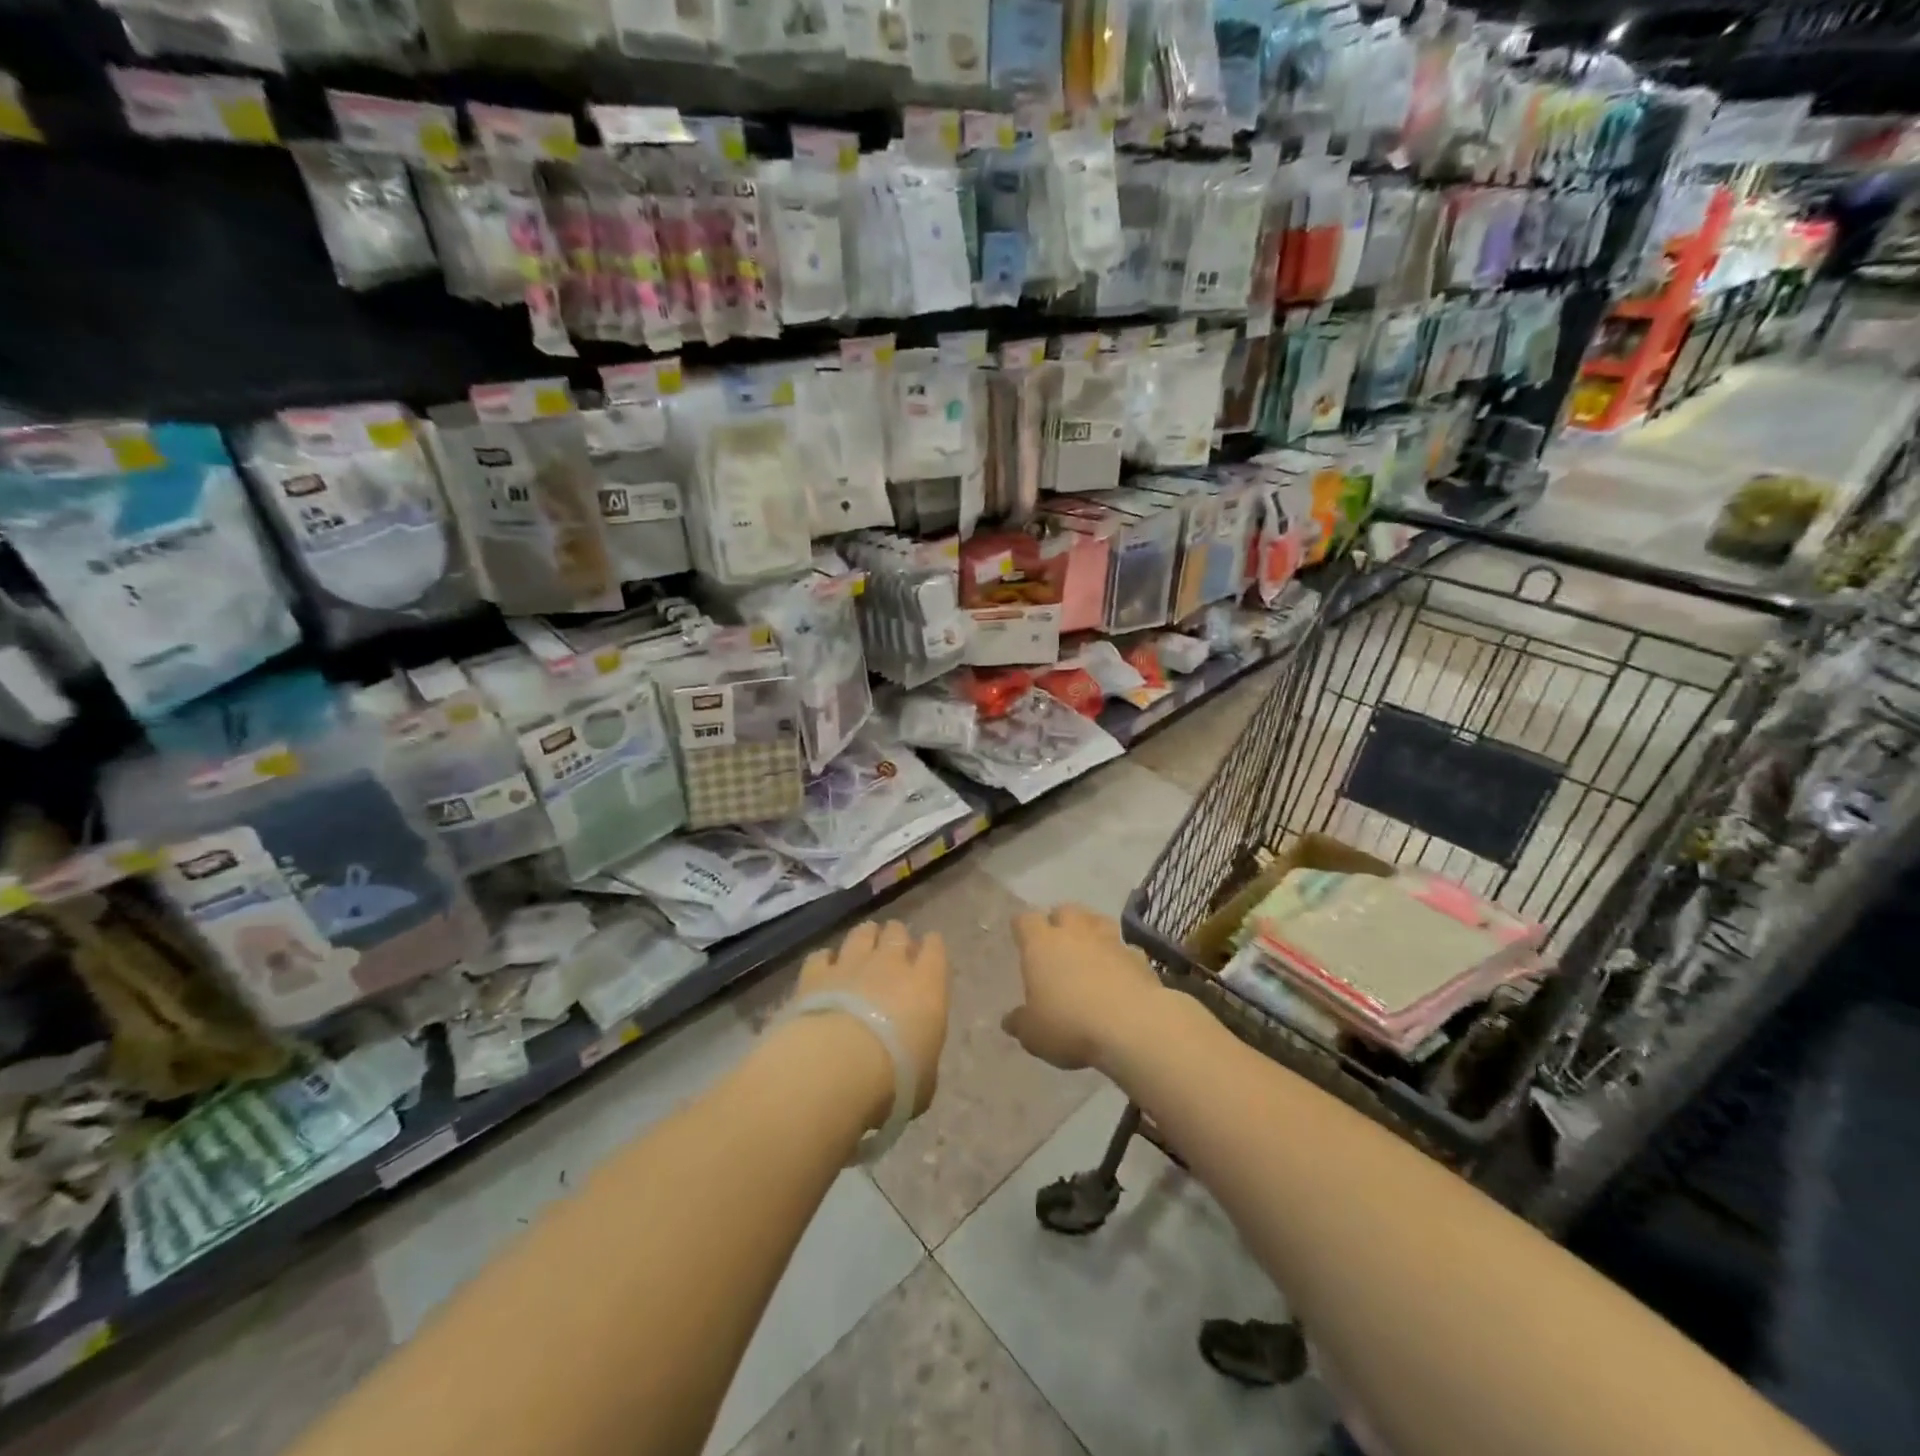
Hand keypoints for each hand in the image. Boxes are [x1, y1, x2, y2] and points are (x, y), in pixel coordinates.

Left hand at [794, 921, 949, 1121]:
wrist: (838, 1066)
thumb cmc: (895, 1078)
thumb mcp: (924, 1077)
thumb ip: (921, 1054)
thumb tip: (914, 1058)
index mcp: (927, 984)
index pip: (935, 948)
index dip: (931, 946)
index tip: (928, 951)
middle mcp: (891, 964)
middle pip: (896, 933)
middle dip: (896, 938)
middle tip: (893, 950)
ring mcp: (851, 964)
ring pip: (861, 934)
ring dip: (864, 938)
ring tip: (862, 947)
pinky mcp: (815, 974)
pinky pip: (821, 956)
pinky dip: (825, 960)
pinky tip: (824, 970)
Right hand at [1004, 904, 1162, 1071]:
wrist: (1133, 1026)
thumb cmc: (1070, 1025)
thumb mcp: (1034, 1034)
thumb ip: (1020, 1023)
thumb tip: (1010, 1020)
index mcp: (1040, 944)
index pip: (1025, 920)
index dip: (1022, 928)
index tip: (1021, 939)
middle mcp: (1074, 932)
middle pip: (1064, 910)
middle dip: (1059, 922)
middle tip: (1056, 944)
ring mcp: (1109, 940)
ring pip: (1097, 920)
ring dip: (1091, 931)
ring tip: (1089, 950)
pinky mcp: (1138, 956)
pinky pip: (1125, 948)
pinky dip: (1120, 956)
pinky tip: (1119, 974)